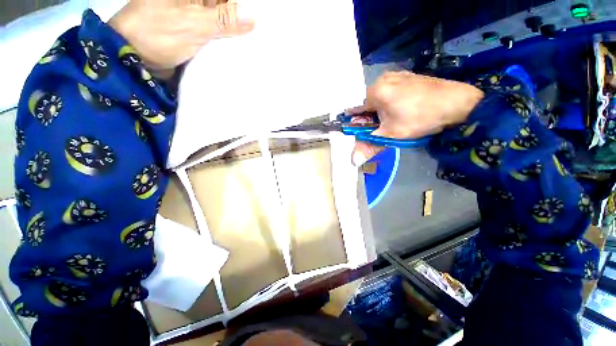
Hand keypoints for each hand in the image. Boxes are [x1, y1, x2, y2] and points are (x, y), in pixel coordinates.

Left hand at [108, 0, 254, 78]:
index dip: (241, 5)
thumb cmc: (157, 34)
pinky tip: (239, 48)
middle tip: (259, 33)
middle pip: (224, 5)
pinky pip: (217, 33)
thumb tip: (254, 18)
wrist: (134, 58)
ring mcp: (194, 15)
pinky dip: (227, 41)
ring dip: (236, 31)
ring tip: (253, 43)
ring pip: (222, 19)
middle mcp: (194, 0)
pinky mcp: (195, 32)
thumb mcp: (193, 24)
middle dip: (241, 17)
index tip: (258, 17)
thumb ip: (224, 19)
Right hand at [347, 71, 483, 165]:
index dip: (356, 123)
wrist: (458, 104)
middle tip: (383, 128)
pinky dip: (390, 102)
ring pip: (378, 98)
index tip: (364, 131)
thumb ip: (369, 146)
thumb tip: (353, 161)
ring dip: (380, 111)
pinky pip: (389, 91)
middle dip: (370, 118)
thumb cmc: (421, 118)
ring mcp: (396, 75)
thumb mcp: (391, 134)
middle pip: (367, 103)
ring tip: (394, 119)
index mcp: (376, 91)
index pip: (355, 109)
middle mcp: (382, 79)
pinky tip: (402, 109)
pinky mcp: (407, 76)